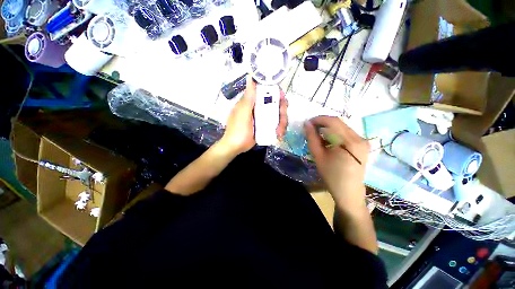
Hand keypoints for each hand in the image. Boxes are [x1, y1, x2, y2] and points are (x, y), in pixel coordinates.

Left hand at [221, 76, 287, 155]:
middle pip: (276, 103)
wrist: (236, 147)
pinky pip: (276, 123)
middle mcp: (258, 107)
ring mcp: (263, 117)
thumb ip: (248, 98)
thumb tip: (250, 77)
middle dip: (282, 111)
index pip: (266, 91)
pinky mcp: (266, 126)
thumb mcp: (242, 114)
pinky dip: (280, 128)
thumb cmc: (237, 131)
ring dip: (282, 122)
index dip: (276, 92)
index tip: (282, 98)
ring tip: (280, 132)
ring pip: (278, 114)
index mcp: (251, 102)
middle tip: (283, 121)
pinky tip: (279, 135)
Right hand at [304, 116, 369, 207]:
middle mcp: (359, 138)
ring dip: (329, 128)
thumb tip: (306, 124)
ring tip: (318, 135)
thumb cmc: (331, 176)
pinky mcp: (362, 145)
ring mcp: (363, 141)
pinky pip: (347, 133)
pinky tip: (328, 140)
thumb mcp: (318, 156)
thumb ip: (312, 138)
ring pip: (343, 127)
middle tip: (311, 129)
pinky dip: (335, 133)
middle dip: (323, 123)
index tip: (308, 123)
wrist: (348, 192)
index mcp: (349, 142)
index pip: (333, 122)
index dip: (319, 119)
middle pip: (339, 122)